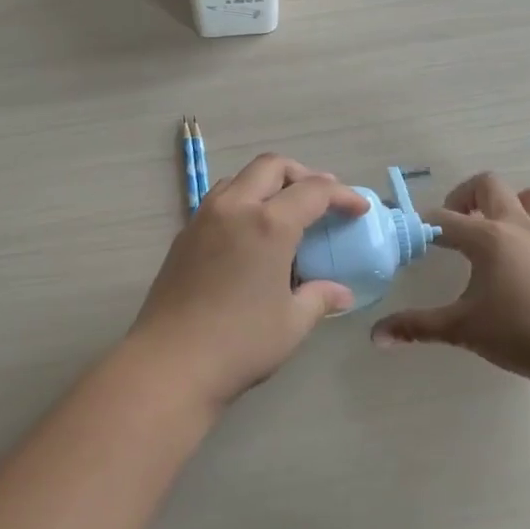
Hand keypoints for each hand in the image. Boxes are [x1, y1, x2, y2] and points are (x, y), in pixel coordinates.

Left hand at [124, 154, 370, 412]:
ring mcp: (204, 217)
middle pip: (271, 167)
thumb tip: (341, 292)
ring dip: (268, 184)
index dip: (342, 195)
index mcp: (268, 224)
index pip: (313, 191)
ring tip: (286, 213)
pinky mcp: (184, 234)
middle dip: (302, 175)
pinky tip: (251, 234)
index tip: (359, 209)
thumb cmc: (240, 343)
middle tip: (322, 201)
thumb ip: (319, 298)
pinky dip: (243, 201)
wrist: (170, 361)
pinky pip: (219, 199)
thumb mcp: (292, 323)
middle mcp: (234, 208)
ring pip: (240, 178)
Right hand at [370, 172, 529, 386]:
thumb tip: (376, 335)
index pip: (443, 220)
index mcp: (486, 238)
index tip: (411, 241)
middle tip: (454, 225)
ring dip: (512, 204)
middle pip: (489, 186)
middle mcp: (517, 227)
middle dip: (466, 197)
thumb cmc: (518, 332)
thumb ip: (417, 327)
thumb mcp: (460, 329)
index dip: (422, 226)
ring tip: (495, 228)